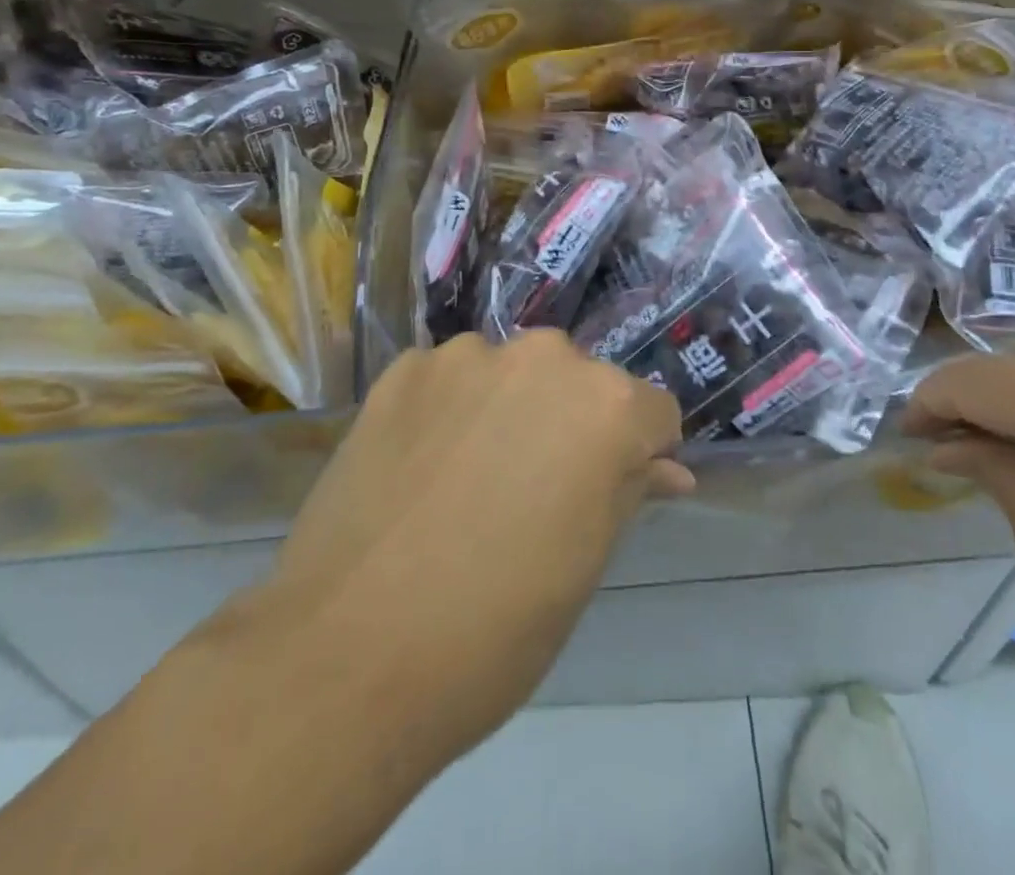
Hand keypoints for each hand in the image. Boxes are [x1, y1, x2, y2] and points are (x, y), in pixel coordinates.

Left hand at [263, 330, 689, 761]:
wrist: (346, 658)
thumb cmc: (495, 628)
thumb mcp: (585, 564)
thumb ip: (630, 492)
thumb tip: (667, 469)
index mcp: (607, 406)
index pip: (653, 415)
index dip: (639, 457)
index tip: (606, 495)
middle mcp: (545, 357)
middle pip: (581, 383)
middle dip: (571, 424)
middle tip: (532, 492)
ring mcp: (467, 355)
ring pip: (512, 374)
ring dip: (507, 409)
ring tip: (467, 479)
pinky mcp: (403, 368)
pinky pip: (450, 378)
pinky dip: (448, 409)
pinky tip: (421, 466)